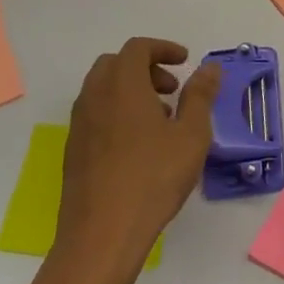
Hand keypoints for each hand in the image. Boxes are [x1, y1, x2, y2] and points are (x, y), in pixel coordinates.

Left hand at [52, 38, 220, 279]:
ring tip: (160, 118)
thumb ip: (200, 95)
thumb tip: (209, 68)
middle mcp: (95, 98)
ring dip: (130, 90)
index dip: (163, 48)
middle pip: (114, 64)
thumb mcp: (192, 134)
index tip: (185, 62)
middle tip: (172, 89)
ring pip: (102, 89)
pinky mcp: (74, 151)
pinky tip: (140, 145)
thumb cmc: (154, 178)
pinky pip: (95, 114)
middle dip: (145, 67)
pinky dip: (117, 111)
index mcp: (122, 86)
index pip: (137, 48)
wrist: (102, 235)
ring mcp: (79, 126)